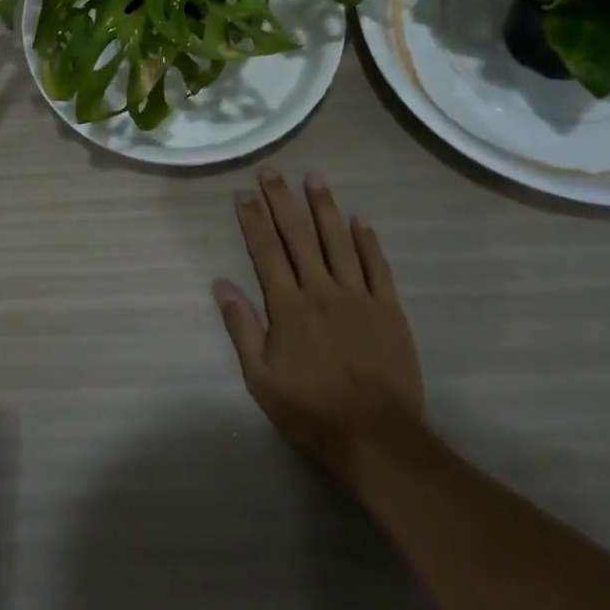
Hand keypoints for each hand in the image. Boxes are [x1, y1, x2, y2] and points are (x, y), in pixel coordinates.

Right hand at [214, 169, 423, 489]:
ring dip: (324, 207)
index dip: (254, 220)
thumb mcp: (262, 379)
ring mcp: (357, 296)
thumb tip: (221, 284)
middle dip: (282, 200)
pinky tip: (359, 219)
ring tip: (313, 178)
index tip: (243, 193)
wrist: (377, 439)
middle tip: (272, 171)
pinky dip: (367, 240)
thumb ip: (242, 328)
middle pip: (298, 235)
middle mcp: (321, 289)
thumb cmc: (312, 411)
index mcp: (289, 306)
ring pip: (337, 240)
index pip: (266, 251)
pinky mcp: (388, 308)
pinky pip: (376, 266)